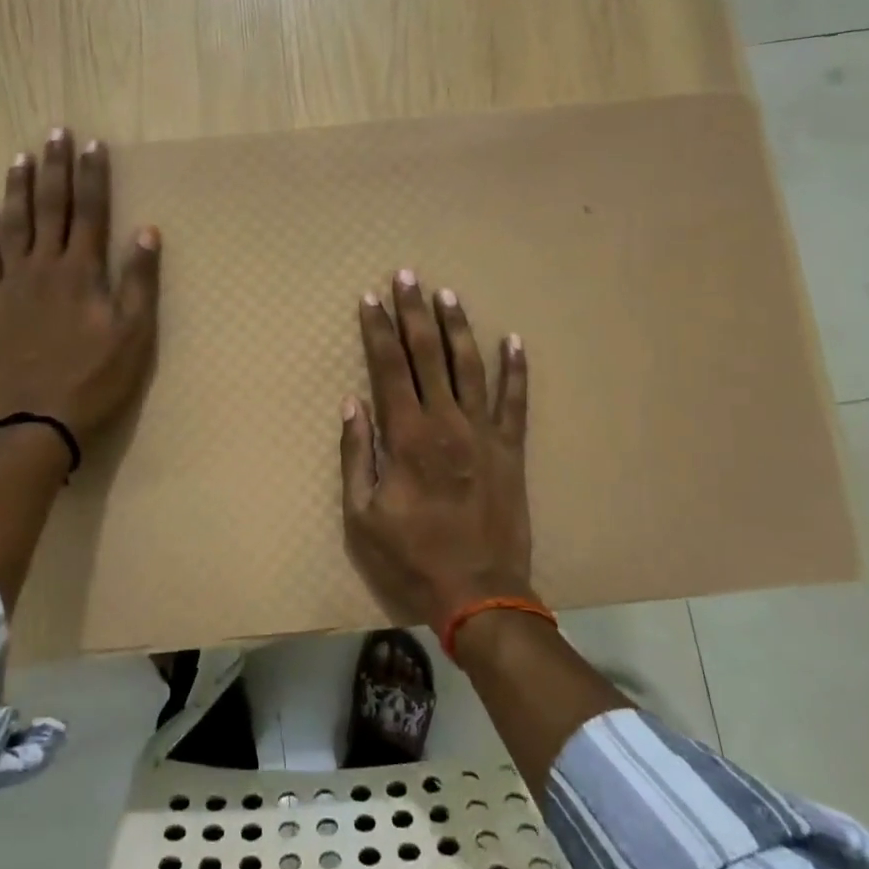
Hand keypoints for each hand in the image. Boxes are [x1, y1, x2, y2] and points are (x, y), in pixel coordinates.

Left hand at [0, 129, 160, 447]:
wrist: (38, 418)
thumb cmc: (95, 377)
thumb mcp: (133, 334)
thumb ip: (139, 280)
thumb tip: (146, 230)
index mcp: (81, 271)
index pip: (90, 211)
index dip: (93, 176)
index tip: (93, 145)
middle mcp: (44, 267)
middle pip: (50, 208)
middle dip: (55, 168)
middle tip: (55, 132)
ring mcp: (12, 285)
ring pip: (13, 225)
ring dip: (18, 189)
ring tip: (20, 158)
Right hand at [339, 269, 532, 632]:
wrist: (479, 592)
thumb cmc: (412, 556)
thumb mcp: (362, 515)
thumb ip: (356, 455)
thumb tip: (352, 404)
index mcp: (408, 436)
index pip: (389, 367)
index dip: (378, 330)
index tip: (370, 299)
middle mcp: (447, 422)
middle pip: (428, 354)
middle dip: (414, 312)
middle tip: (407, 276)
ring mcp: (485, 433)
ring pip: (471, 366)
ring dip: (458, 328)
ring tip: (448, 295)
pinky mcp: (512, 449)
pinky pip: (516, 400)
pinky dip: (516, 369)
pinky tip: (514, 340)